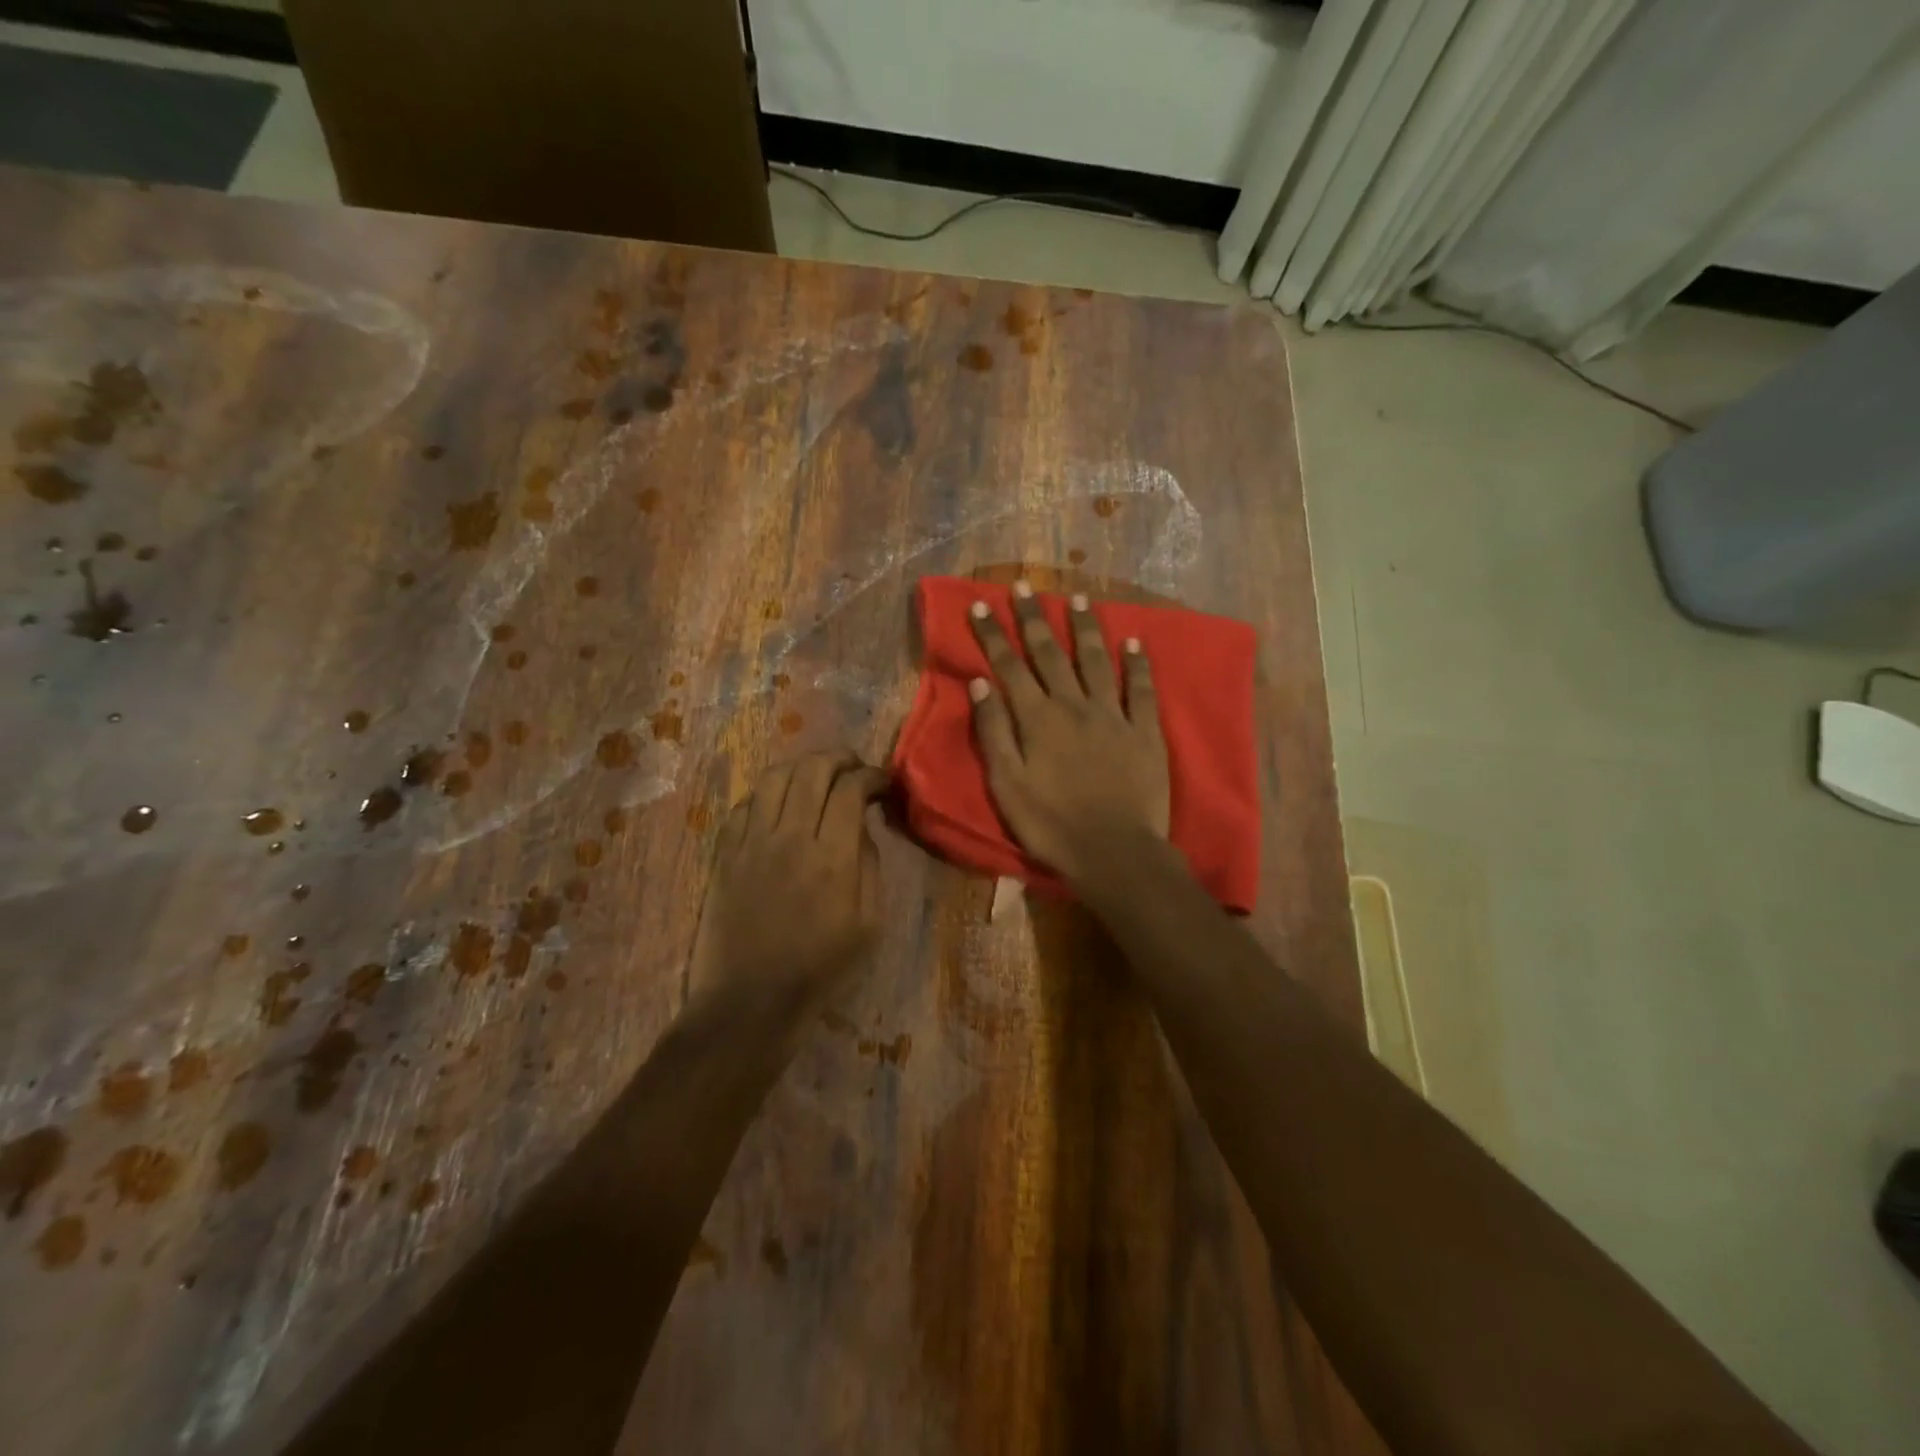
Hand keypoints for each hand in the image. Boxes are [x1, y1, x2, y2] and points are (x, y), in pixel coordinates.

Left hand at [691, 751, 889, 1014]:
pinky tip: (780, 806)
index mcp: (832, 857)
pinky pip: (745, 803)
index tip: (883, 783)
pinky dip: (768, 793)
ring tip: (816, 777)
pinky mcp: (724, 852)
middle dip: (839, 759)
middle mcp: (790, 836)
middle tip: (853, 768)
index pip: (851, 788)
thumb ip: (869, 865)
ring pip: (774, 777)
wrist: (749, 1000)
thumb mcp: (869, 924)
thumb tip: (860, 826)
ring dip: (801, 767)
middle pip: (812, 769)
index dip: (872, 775)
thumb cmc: (819, 968)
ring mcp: (751, 842)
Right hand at [968, 581, 1169, 885]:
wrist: (1114, 852)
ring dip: (1085, 629)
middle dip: (1034, 618)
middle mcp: (1074, 706)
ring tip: (1078, 599)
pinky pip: (1141, 690)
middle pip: (1051, 653)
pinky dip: (1138, 664)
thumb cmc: (1051, 824)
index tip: (980, 605)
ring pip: (1096, 661)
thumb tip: (979, 684)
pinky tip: (1135, 642)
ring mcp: (1113, 716)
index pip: (1009, 667)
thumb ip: (993, 732)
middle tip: (1024, 586)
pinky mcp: (1144, 732)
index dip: (993, 635)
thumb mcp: (1006, 784)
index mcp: (1037, 719)